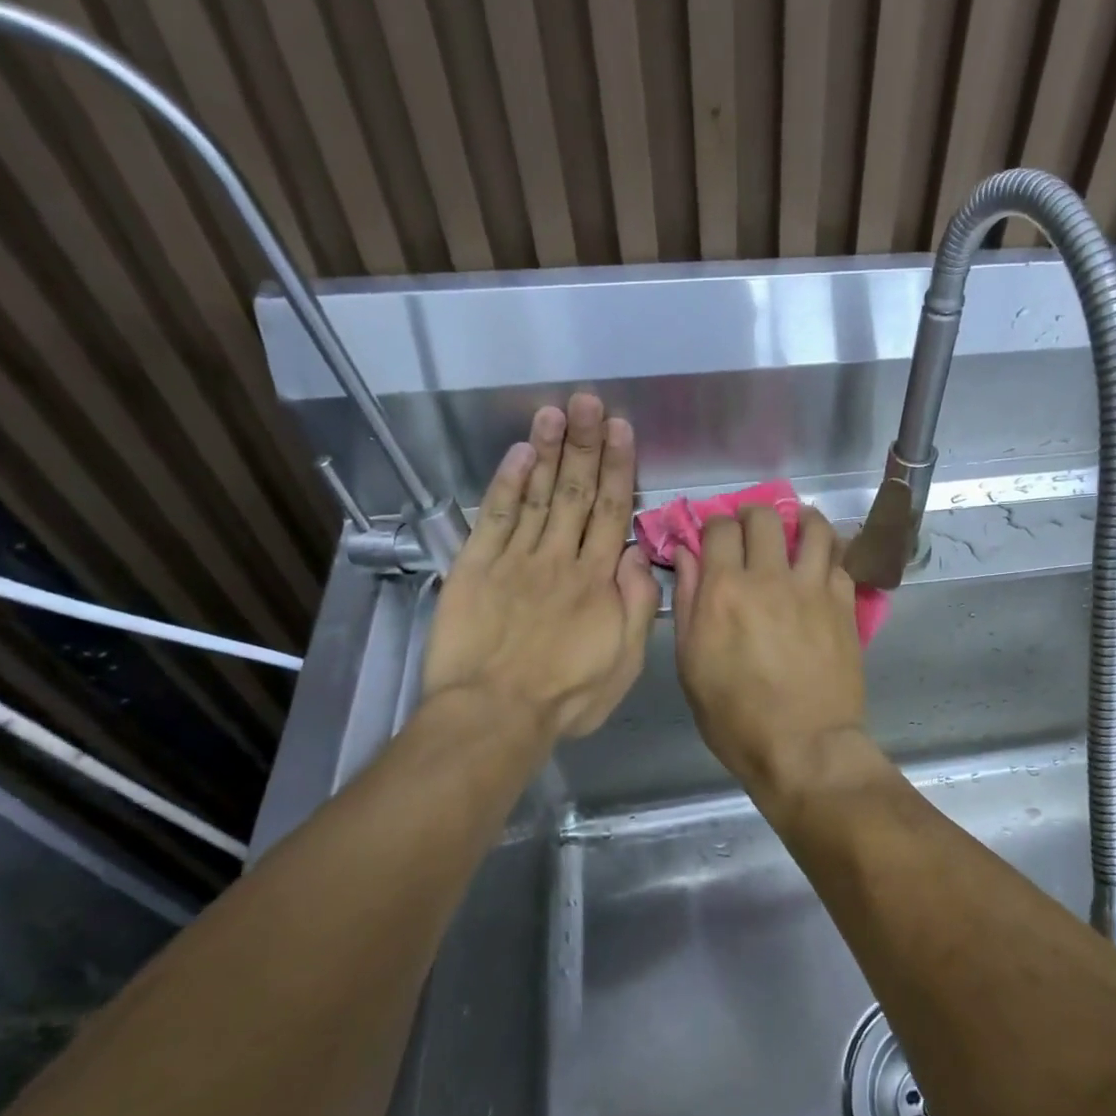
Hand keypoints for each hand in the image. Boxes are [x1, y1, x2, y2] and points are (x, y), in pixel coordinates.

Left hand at [422, 396, 658, 738]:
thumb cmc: (566, 696)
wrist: (493, 715)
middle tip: (589, 401)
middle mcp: (559, 558)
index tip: (621, 429)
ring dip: (548, 451)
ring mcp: (515, 559)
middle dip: (585, 444)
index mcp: (597, 581)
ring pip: (537, 495)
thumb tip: (639, 555)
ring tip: (556, 412)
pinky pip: (494, 516)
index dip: (618, 467)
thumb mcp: (625, 664)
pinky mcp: (476, 567)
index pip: (611, 511)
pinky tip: (517, 453)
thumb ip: (637, 607)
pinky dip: (506, 482)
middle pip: (575, 492)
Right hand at [673, 504, 866, 797]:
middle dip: (752, 515)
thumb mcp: (692, 665)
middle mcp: (770, 578)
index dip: (714, 525)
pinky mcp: (844, 604)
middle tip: (750, 532)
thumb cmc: (736, 717)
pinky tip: (820, 561)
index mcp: (725, 590)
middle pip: (765, 517)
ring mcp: (813, 588)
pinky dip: (827, 551)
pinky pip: (839, 559)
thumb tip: (687, 555)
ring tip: (794, 531)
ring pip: (813, 527)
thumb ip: (688, 602)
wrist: (804, 747)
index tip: (714, 538)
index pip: (720, 528)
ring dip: (800, 520)